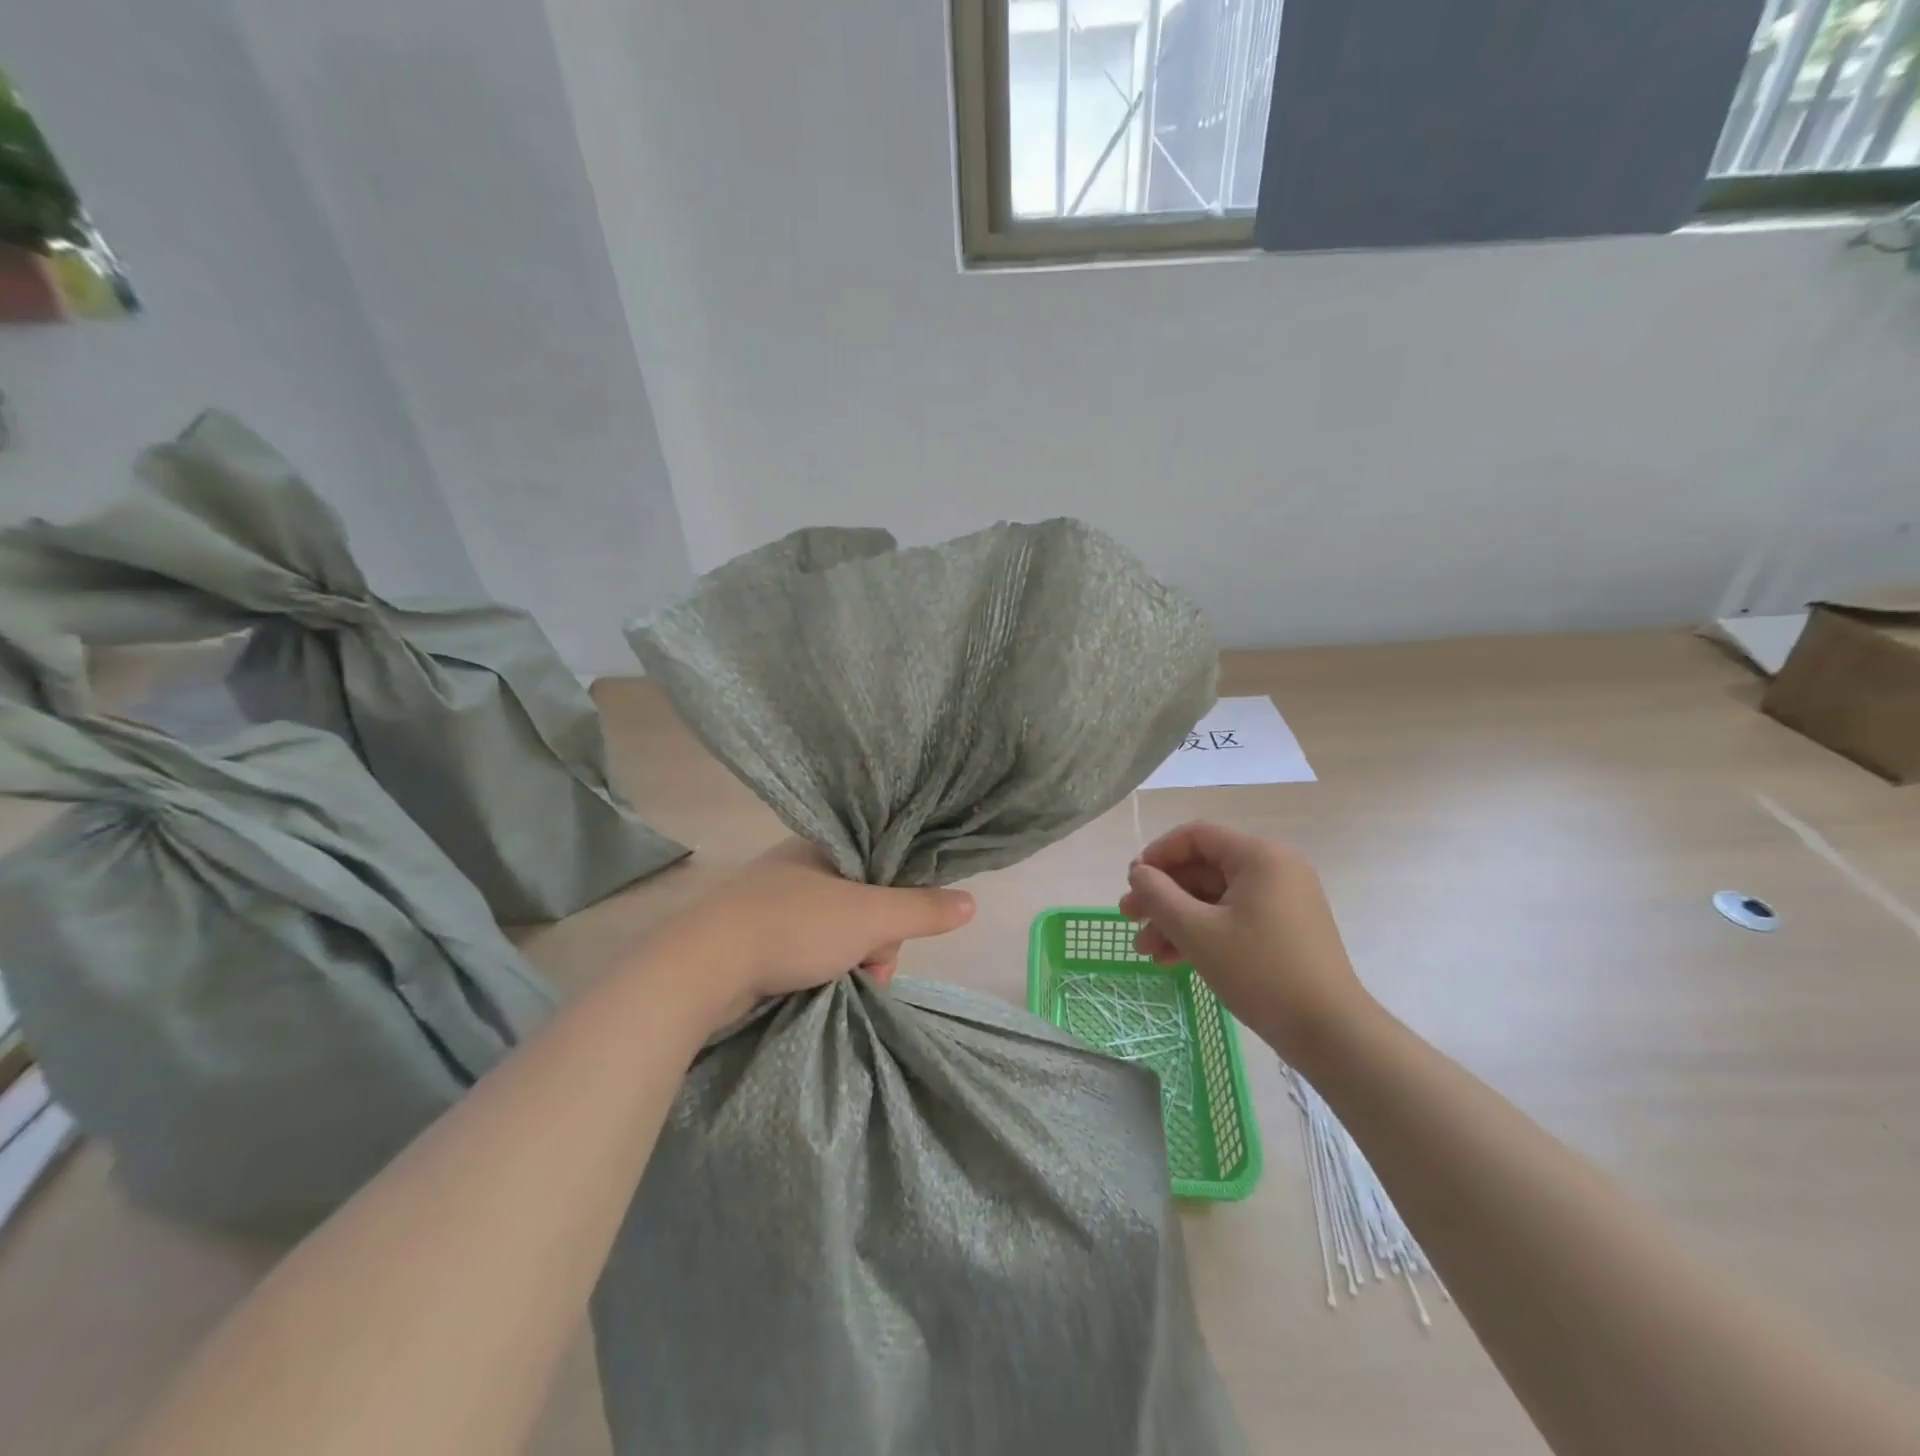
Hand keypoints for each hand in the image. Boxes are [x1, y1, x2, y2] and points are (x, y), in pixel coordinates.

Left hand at [663, 839, 975, 1027]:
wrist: (702, 967)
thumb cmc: (793, 927)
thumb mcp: (869, 917)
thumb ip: (921, 909)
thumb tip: (971, 902)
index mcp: (824, 845)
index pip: (884, 865)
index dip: (900, 900)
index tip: (898, 932)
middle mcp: (799, 865)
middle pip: (863, 902)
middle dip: (874, 942)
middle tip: (867, 968)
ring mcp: (774, 900)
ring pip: (836, 929)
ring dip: (848, 960)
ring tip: (842, 985)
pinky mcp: (754, 932)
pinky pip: (807, 947)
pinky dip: (818, 968)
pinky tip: (816, 988)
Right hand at [1117, 821, 1370, 1061]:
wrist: (1330, 1032)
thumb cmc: (1260, 972)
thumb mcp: (1197, 932)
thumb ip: (1159, 896)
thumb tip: (1138, 873)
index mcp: (1259, 856)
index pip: (1196, 836)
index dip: (1157, 855)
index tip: (1131, 883)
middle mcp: (1274, 868)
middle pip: (1203, 869)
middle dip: (1162, 896)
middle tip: (1128, 919)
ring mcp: (1282, 900)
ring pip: (1214, 898)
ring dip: (1176, 920)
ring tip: (1145, 951)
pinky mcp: (1284, 929)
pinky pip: (1232, 918)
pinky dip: (1202, 933)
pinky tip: (1172, 960)